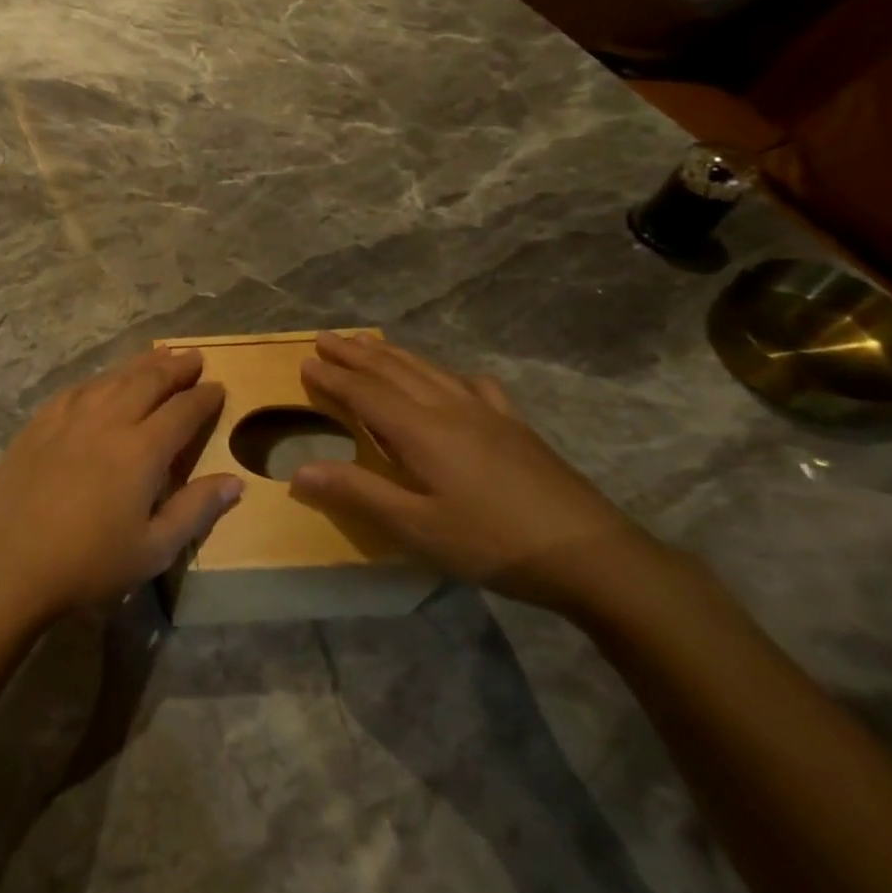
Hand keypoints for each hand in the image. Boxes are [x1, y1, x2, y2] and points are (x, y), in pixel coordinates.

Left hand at [0, 349, 239, 621]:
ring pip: (112, 378)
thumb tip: (236, 482)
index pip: (182, 411)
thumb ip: (196, 510)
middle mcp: (108, 420)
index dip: (204, 397)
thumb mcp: (153, 549)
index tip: (218, 387)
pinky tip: (104, 382)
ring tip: (158, 356)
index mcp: (142, 450)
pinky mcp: (40, 422)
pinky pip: (78, 388)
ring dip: (140, 365)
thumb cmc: (89, 563)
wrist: (10, 562)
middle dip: (175, 367)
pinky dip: (100, 379)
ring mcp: (70, 416)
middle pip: (148, 381)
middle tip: (194, 358)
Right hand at [291, 332, 659, 611]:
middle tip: (327, 337)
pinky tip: (454, 379)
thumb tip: (298, 470)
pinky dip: (450, 373)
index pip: (365, 393)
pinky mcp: (515, 426)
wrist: (593, 556)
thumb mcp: (416, 528)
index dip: (333, 377)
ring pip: (429, 370)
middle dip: (356, 354)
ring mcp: (487, 413)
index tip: (306, 360)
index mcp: (420, 430)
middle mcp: (448, 409)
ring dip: (393, 355)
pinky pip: (474, 385)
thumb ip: (357, 494)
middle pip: (393, 370)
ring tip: (370, 344)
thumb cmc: (493, 543)